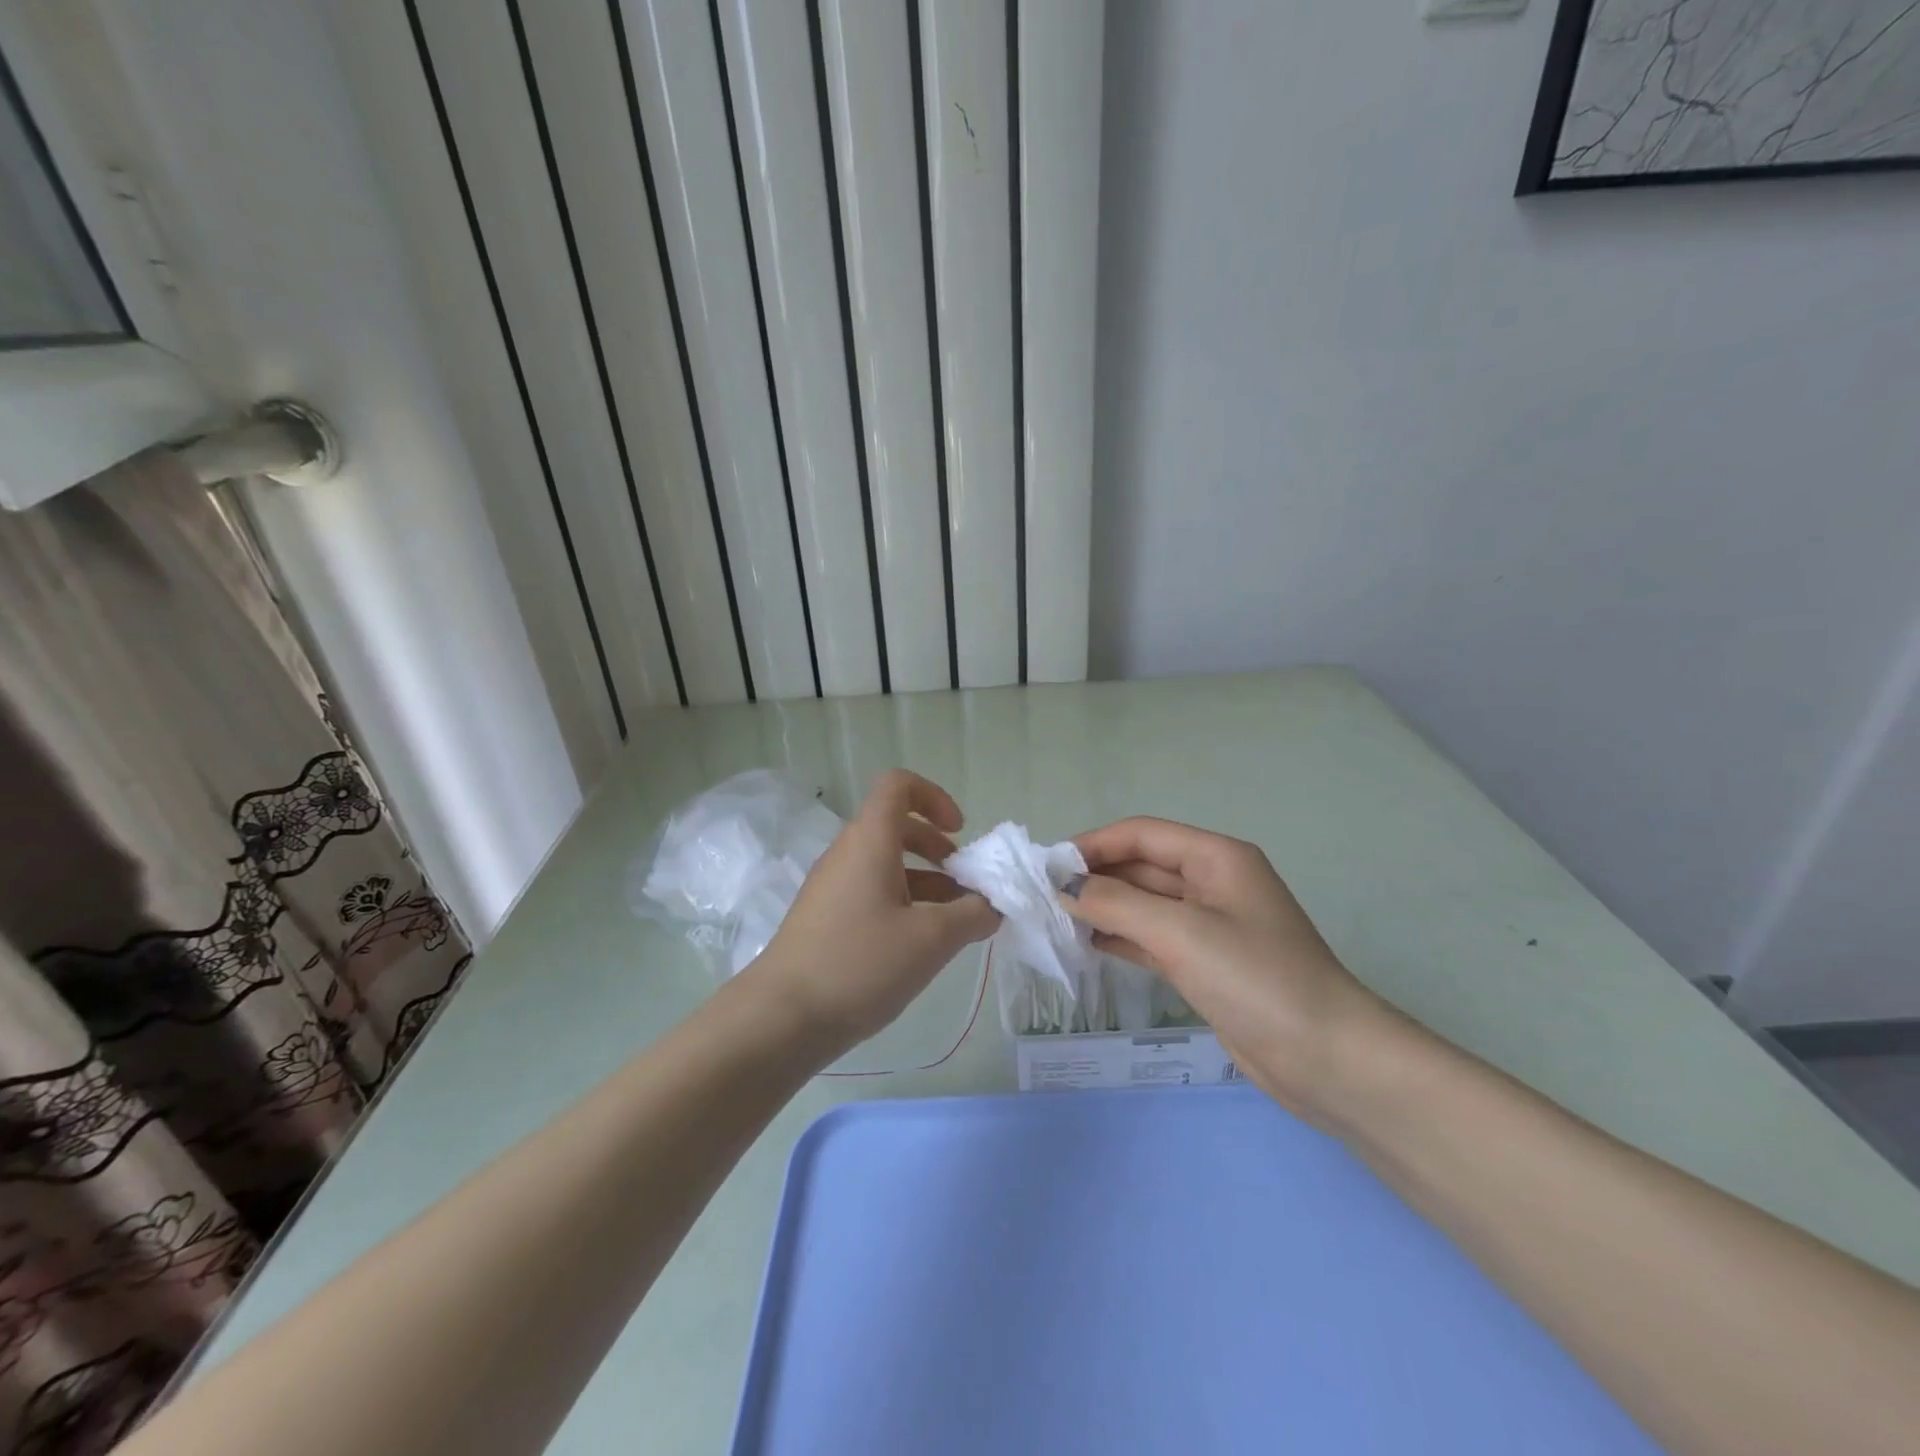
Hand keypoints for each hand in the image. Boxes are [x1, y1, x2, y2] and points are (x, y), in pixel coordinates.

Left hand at [749, 770, 997, 1056]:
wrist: (782, 1017)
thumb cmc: (860, 964)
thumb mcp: (931, 940)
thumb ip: (972, 914)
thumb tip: (993, 905)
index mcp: (869, 842)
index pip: (898, 786)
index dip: (934, 797)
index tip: (959, 833)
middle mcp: (847, 853)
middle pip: (895, 826)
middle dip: (937, 847)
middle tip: (963, 882)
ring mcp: (831, 886)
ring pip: (884, 863)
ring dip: (924, 881)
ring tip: (953, 922)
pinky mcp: (824, 917)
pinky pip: (870, 891)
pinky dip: (901, 902)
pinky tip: (919, 944)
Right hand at [1063, 817, 1389, 1117]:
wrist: (1327, 1059)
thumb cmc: (1255, 979)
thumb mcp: (1181, 933)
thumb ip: (1116, 904)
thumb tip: (1064, 886)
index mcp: (1216, 858)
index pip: (1142, 834)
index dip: (1093, 844)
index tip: (1048, 865)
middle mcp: (1212, 883)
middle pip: (1142, 866)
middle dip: (1095, 877)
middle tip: (1043, 896)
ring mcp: (1210, 925)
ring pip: (1145, 904)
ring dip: (1104, 908)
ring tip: (1056, 920)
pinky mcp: (1206, 963)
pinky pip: (1153, 937)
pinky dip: (1121, 937)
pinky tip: (1088, 945)